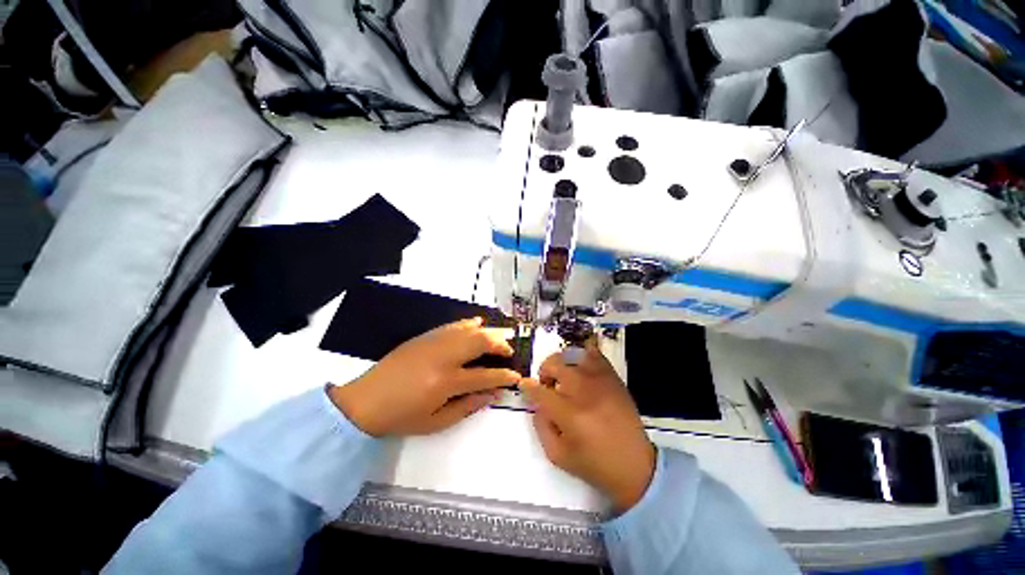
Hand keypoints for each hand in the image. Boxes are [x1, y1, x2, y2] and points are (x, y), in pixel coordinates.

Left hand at [329, 318, 520, 436]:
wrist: (364, 401)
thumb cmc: (401, 418)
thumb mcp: (436, 423)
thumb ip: (467, 406)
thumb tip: (492, 394)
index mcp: (446, 382)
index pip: (485, 375)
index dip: (504, 376)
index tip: (516, 376)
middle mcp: (443, 357)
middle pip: (480, 342)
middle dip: (500, 345)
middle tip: (509, 351)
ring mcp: (433, 343)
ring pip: (469, 330)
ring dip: (488, 331)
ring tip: (501, 335)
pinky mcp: (425, 337)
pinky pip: (452, 325)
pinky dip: (468, 323)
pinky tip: (478, 323)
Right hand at [519, 341, 655, 512]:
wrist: (636, 465)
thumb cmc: (594, 464)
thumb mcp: (558, 456)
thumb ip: (541, 426)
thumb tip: (537, 403)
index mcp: (569, 415)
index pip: (540, 391)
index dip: (528, 386)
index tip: (524, 385)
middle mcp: (584, 392)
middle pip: (555, 365)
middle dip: (544, 372)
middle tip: (547, 384)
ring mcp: (601, 381)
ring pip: (572, 355)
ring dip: (562, 363)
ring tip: (564, 376)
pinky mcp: (613, 378)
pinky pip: (595, 354)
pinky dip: (583, 356)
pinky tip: (581, 369)